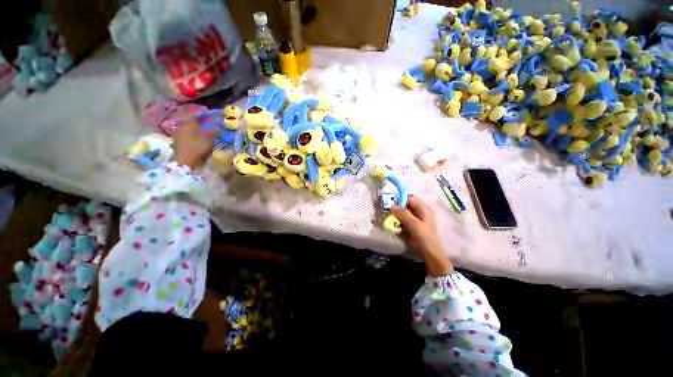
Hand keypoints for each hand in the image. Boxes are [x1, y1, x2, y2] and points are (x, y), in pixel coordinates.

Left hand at [173, 117, 217, 169]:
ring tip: (203, 130)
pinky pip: (187, 135)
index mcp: (188, 124)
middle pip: (190, 121)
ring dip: (196, 128)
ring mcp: (179, 135)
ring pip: (188, 128)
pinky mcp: (178, 143)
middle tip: (206, 121)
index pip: (194, 114)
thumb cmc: (197, 148)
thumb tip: (218, 126)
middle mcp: (181, 127)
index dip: (201, 112)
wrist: (185, 162)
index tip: (207, 111)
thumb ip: (213, 131)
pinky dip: (192, 135)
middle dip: (198, 121)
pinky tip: (197, 138)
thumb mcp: (208, 139)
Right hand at [391, 195, 453, 276]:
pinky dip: (398, 222)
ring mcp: (416, 220)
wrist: (430, 254)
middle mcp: (420, 212)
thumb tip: (391, 206)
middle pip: (406, 205)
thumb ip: (403, 213)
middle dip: (397, 208)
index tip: (391, 204)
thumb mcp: (413, 224)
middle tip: (389, 213)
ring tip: (390, 220)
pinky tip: (394, 226)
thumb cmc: (424, 237)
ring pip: (403, 213)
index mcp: (423, 209)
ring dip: (396, 216)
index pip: (410, 198)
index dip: (400, 199)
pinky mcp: (412, 227)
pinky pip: (403, 221)